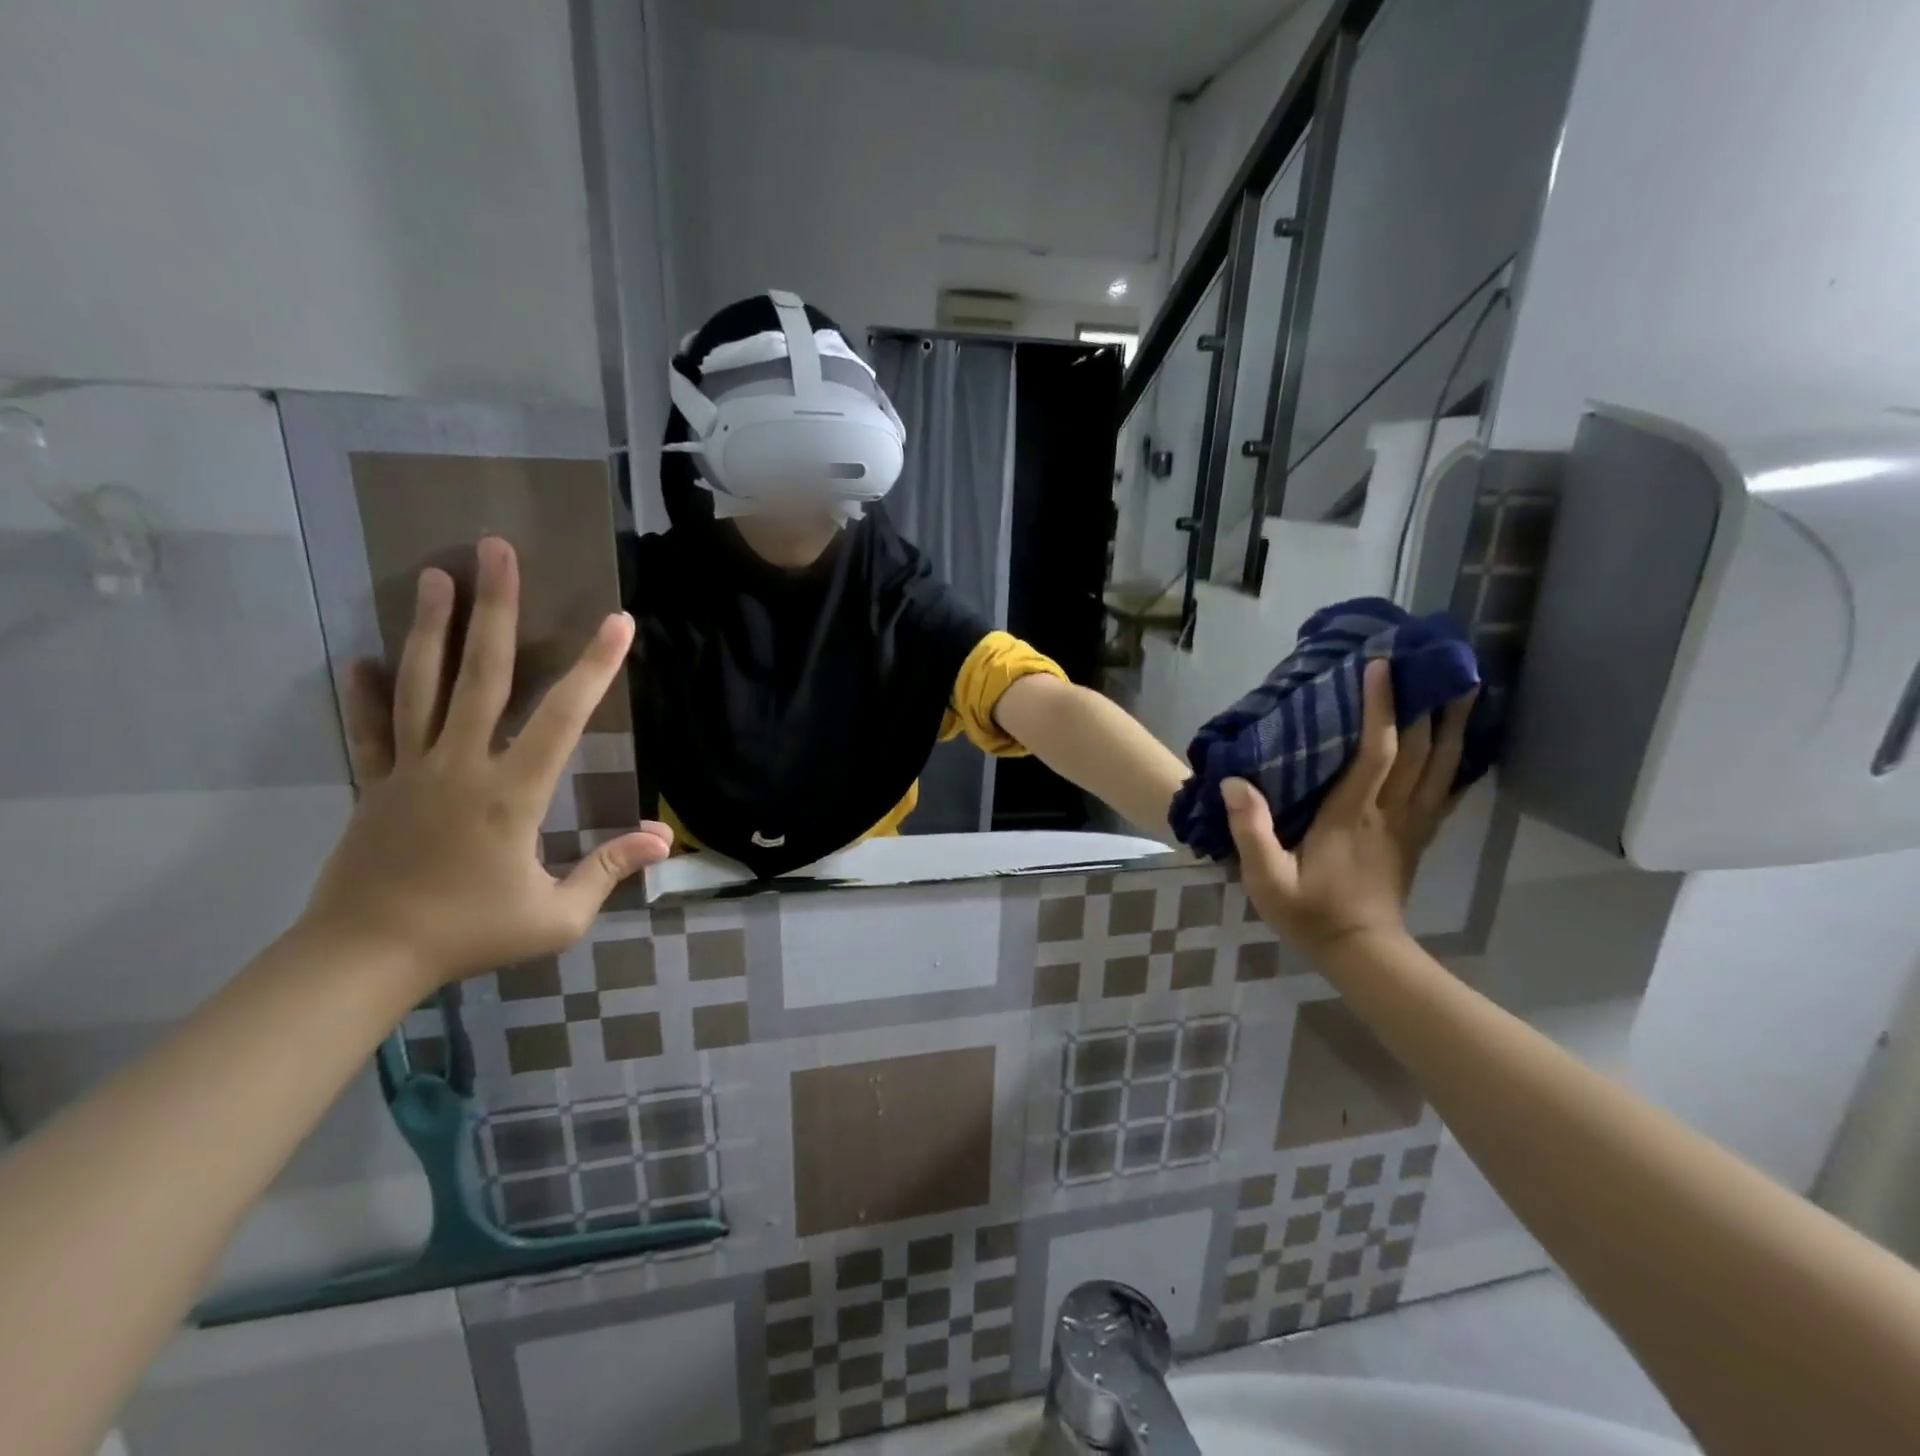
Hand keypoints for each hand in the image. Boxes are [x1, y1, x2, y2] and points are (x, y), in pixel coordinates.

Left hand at [301, 538, 671, 989]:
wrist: (364, 958)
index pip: (563, 718)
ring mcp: (412, 770)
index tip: (618, 622)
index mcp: (512, 793)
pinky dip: (368, 694)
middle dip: (495, 609)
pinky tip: (362, 660)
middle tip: (496, 551)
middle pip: (482, 675)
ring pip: (424, 686)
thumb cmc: (471, 934)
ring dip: (431, 627)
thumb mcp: (557, 916)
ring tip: (435, 576)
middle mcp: (461, 764)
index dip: (594, 668)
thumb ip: (609, 870)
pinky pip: (372, 731)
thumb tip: (665, 839)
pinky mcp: (375, 785)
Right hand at [1224, 659, 1473, 957]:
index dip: (1381, 707)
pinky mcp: (1418, 836)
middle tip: (1434, 661)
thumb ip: (1251, 830)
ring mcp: (1411, 824)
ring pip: (1442, 765)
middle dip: (1428, 702)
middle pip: (1422, 750)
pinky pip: (1446, 790)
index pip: (1375, 751)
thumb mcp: (1267, 879)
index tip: (1381, 667)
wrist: (1359, 951)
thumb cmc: (1309, 912)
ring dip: (1453, 724)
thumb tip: (1234, 782)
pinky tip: (1463, 741)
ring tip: (1462, 686)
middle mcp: (1390, 812)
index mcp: (1353, 815)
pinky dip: (1458, 760)